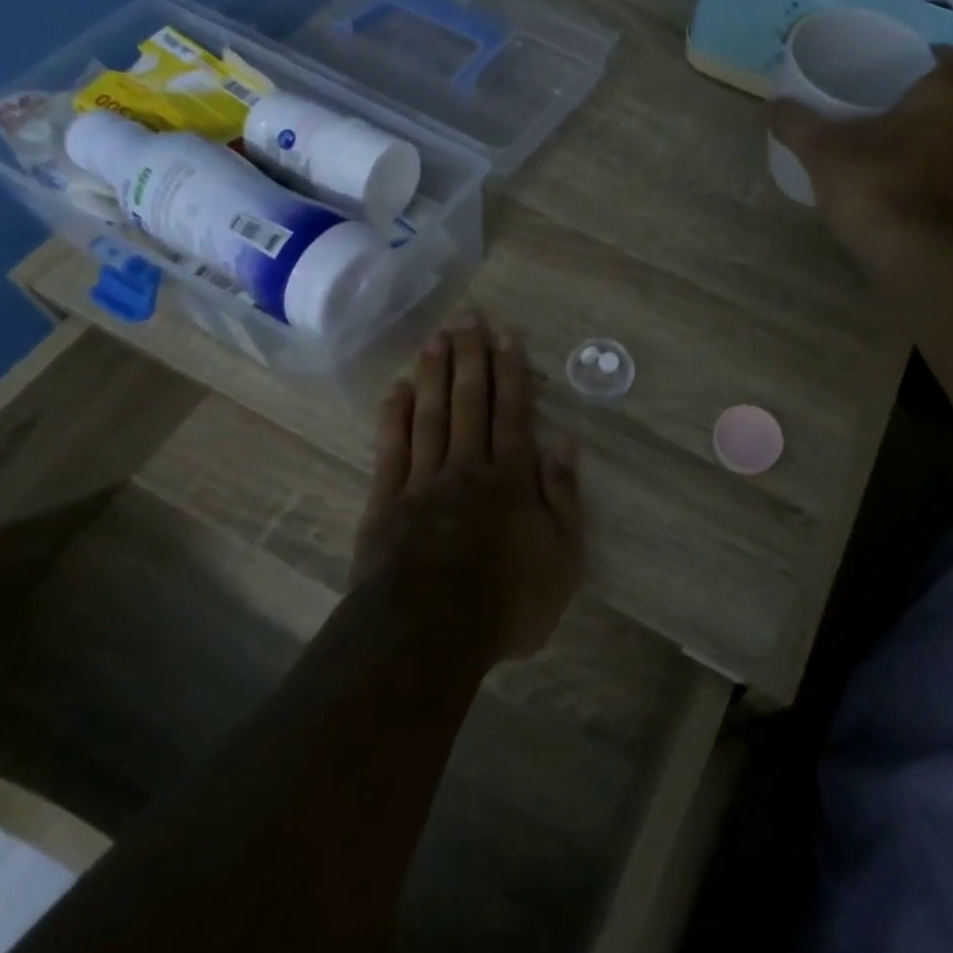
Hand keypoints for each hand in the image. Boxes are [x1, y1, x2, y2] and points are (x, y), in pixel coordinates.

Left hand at [353, 313, 582, 663]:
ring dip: (436, 372)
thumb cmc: (505, 603)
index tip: (508, 335)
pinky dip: (395, 415)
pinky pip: (392, 447)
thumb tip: (566, 443)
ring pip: (431, 413)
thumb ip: (564, 498)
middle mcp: (468, 467)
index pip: (513, 413)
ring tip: (438, 336)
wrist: (427, 636)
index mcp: (511, 479)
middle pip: (470, 401)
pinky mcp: (386, 500)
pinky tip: (399, 387)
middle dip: (472, 356)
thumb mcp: (561, 560)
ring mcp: (423, 480)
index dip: (512, 372)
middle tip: (469, 316)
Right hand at [767, 46, 952, 253]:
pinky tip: (938, 168)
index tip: (916, 66)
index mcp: (946, 94)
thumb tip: (772, 106)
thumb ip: (797, 125)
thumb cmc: (872, 184)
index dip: (941, 58)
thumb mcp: (823, 151)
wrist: (910, 250)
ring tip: (944, 128)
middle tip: (938, 95)